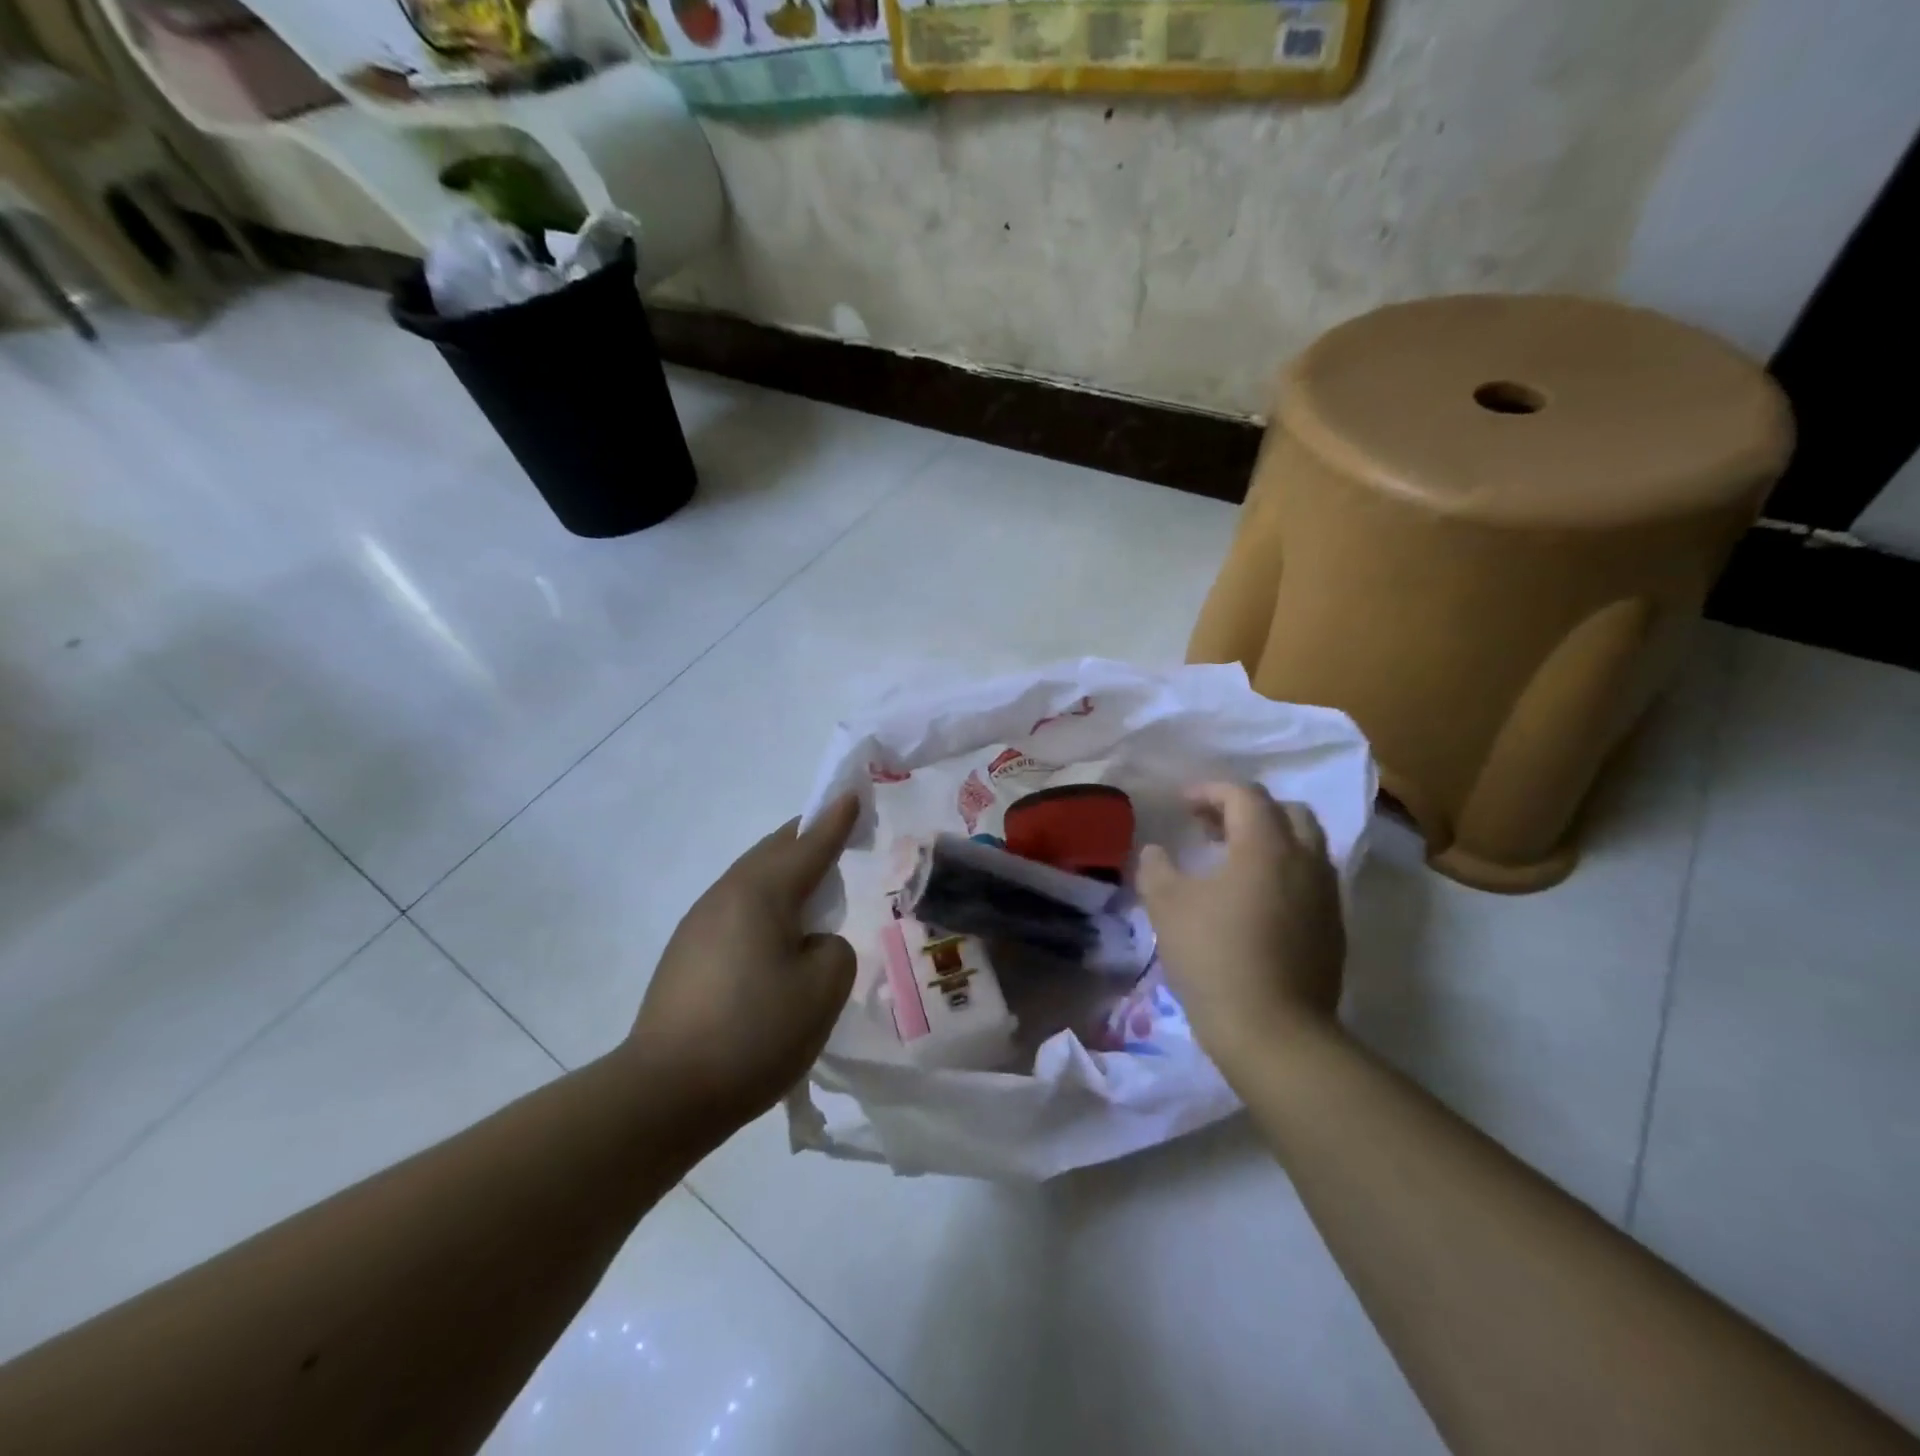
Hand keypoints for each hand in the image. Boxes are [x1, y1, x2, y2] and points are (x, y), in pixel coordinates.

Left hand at [627, 795, 859, 1135]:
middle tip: (839, 838)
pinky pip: (737, 911)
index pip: (809, 844)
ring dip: (785, 877)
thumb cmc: (754, 1033)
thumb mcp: (823, 990)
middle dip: (808, 839)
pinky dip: (766, 908)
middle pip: (774, 852)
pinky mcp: (685, 955)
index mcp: (760, 892)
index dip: (836, 821)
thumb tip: (810, 945)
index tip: (852, 795)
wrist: (664, 1094)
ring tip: (813, 893)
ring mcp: (698, 924)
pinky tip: (777, 940)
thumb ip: (834, 950)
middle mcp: (725, 895)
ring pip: (752, 881)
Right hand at [1136, 783, 1345, 1065]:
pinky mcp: (1333, 930)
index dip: (1210, 791)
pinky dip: (1283, 872)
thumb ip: (1156, 868)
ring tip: (1231, 862)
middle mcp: (1306, 860)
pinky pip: (1311, 881)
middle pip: (1287, 812)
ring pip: (1305, 846)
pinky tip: (1254, 901)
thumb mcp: (1167, 906)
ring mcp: (1326, 896)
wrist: (1273, 1032)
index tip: (1182, 804)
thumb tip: (1155, 852)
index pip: (1244, 795)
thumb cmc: (1214, 957)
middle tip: (1211, 827)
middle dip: (1247, 810)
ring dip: (1269, 841)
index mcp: (1266, 845)